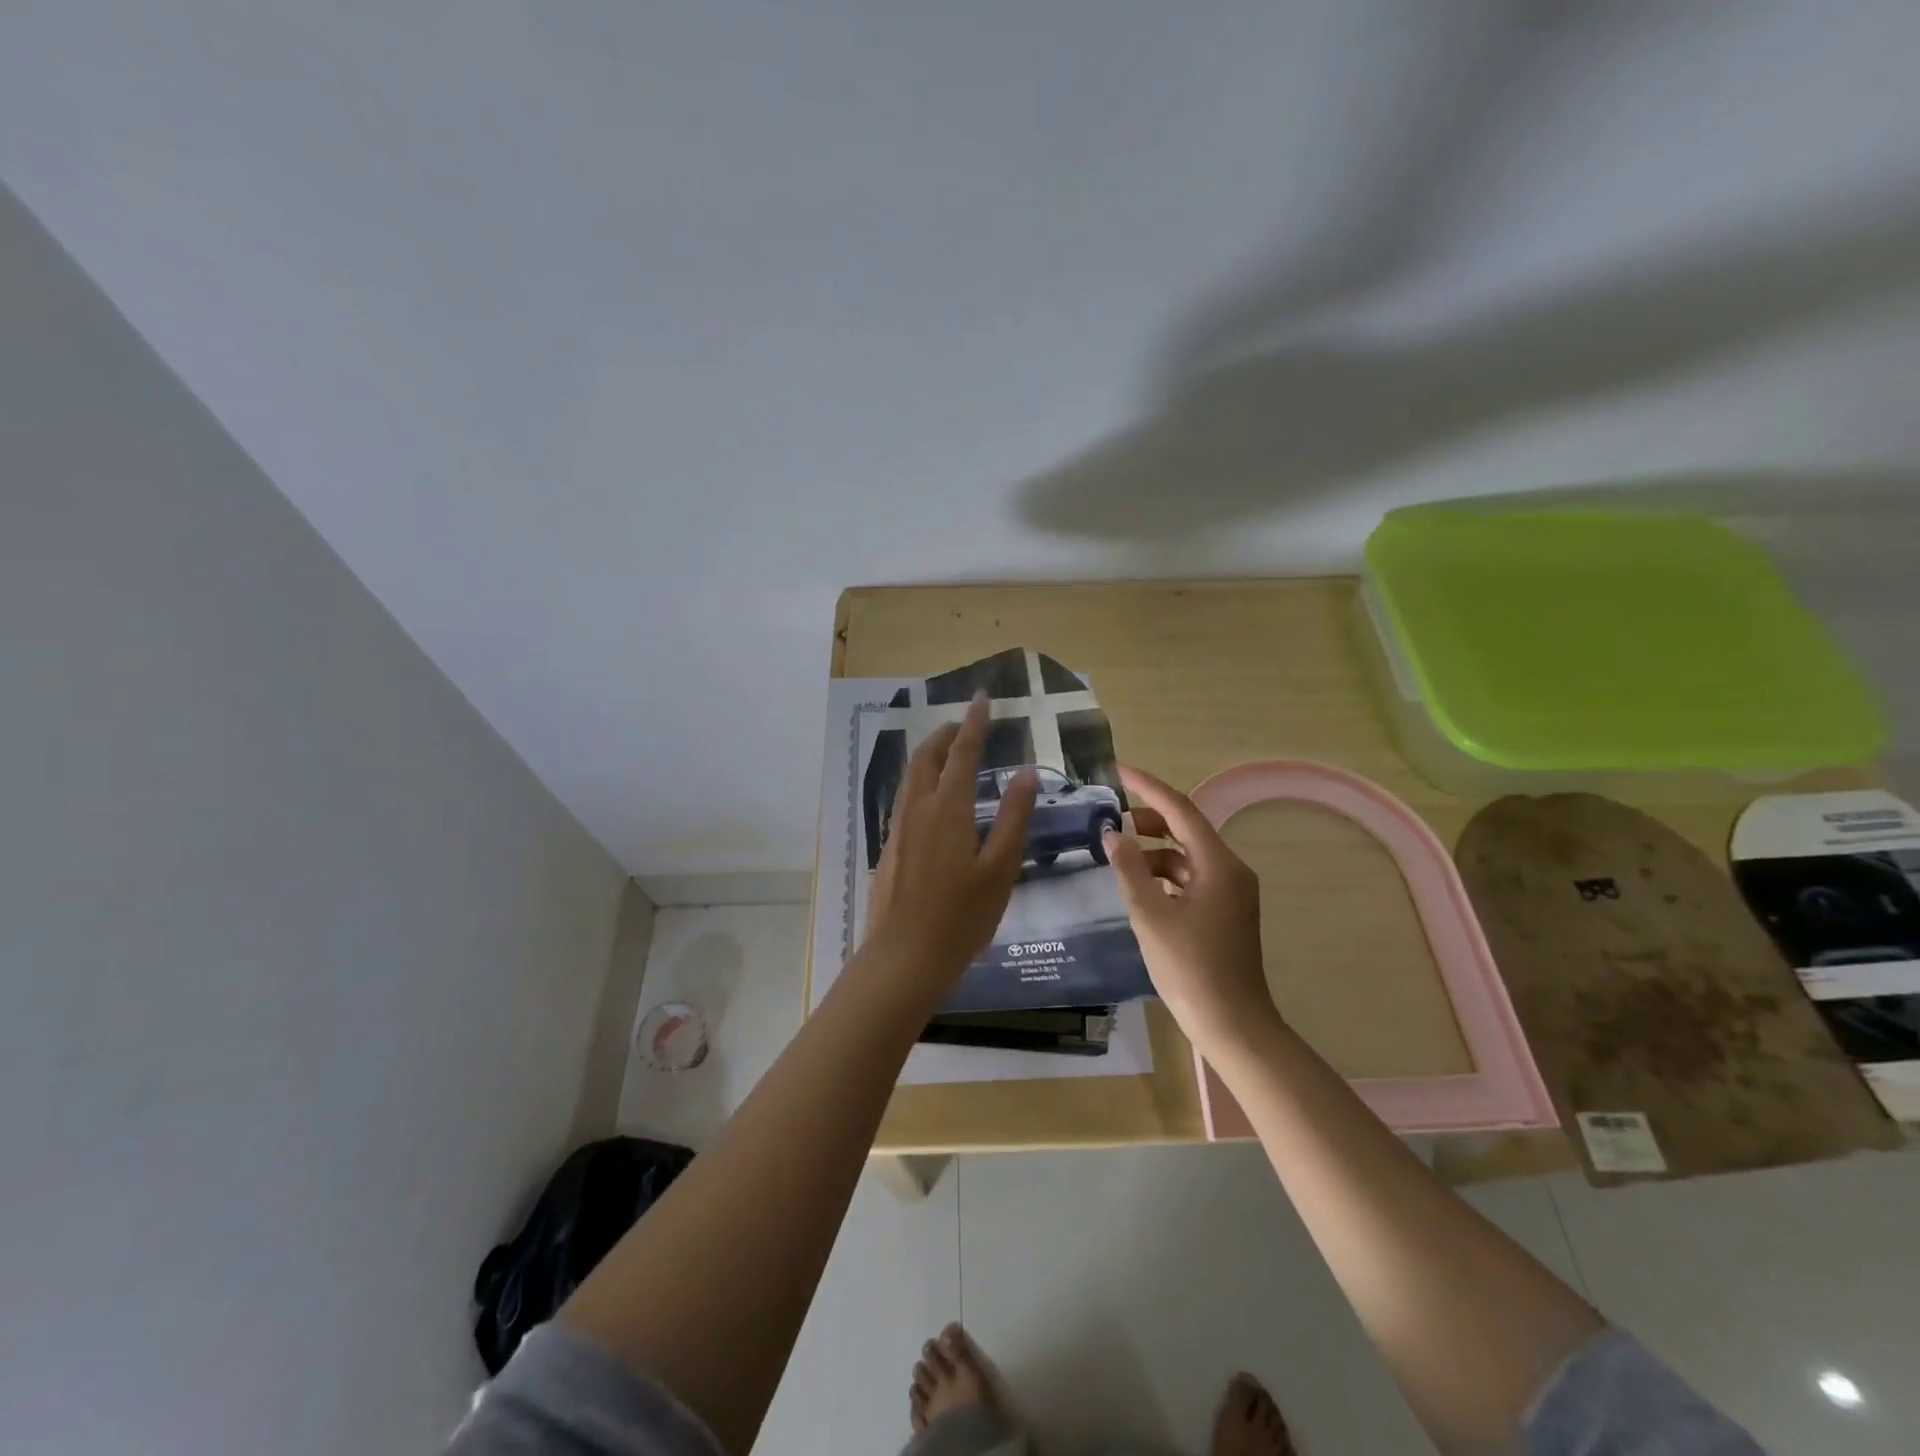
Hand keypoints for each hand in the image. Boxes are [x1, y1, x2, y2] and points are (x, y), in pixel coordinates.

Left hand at [857, 693, 1037, 1008]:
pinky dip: (920, 779)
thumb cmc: (961, 917)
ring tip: (949, 751)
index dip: (975, 722)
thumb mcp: (1000, 869)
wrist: (904, 958)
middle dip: (946, 733)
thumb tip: (1025, 773)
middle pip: (927, 756)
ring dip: (930, 754)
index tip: (983, 697)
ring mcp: (898, 827)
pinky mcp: (889, 846)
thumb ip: (1014, 818)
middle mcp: (917, 808)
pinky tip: (930, 797)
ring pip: (910, 775)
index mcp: (948, 809)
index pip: (963, 752)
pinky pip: (904, 796)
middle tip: (967, 724)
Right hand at [1104, 765, 1278, 1053]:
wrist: (1233, 1025)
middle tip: (1111, 817)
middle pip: (1186, 829)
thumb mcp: (1150, 916)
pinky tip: (1140, 887)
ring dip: (1154, 850)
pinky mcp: (1225, 912)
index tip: (1117, 771)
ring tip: (1119, 857)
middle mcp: (1230, 870)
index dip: (1147, 787)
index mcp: (1219, 864)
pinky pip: (1192, 878)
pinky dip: (1164, 874)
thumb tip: (1112, 833)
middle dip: (1148, 818)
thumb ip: (1129, 870)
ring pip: (1187, 855)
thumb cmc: (1190, 969)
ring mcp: (1231, 893)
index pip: (1180, 809)